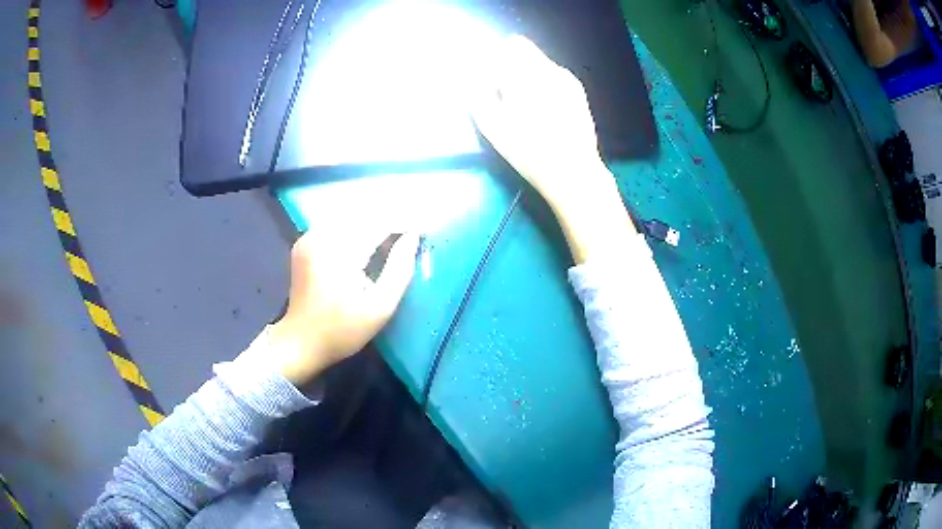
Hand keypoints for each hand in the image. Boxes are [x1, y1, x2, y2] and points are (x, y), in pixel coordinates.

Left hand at [268, 228, 419, 385]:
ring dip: (373, 222)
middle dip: (390, 220)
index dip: (405, 222)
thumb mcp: (380, 308)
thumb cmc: (342, 331)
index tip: (424, 229)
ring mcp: (309, 237)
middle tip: (411, 232)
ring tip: (394, 235)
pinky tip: (367, 241)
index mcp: (339, 252)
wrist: (299, 342)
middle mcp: (321, 236)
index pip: (380, 223)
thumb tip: (412, 238)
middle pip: (364, 215)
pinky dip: (356, 228)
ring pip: (350, 217)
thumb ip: (399, 270)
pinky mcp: (305, 242)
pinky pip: (336, 225)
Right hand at [471, 35, 634, 263]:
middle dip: (510, 65)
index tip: (488, 78)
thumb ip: (478, 95)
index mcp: (527, 74)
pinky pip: (552, 76)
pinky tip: (542, 110)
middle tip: (503, 93)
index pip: (508, 45)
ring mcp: (567, 80)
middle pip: (524, 50)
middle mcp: (549, 69)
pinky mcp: (577, 92)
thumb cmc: (529, 151)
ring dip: (526, 75)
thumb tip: (474, 79)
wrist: (574, 172)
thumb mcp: (492, 126)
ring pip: (539, 63)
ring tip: (523, 105)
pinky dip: (542, 84)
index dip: (494, 58)